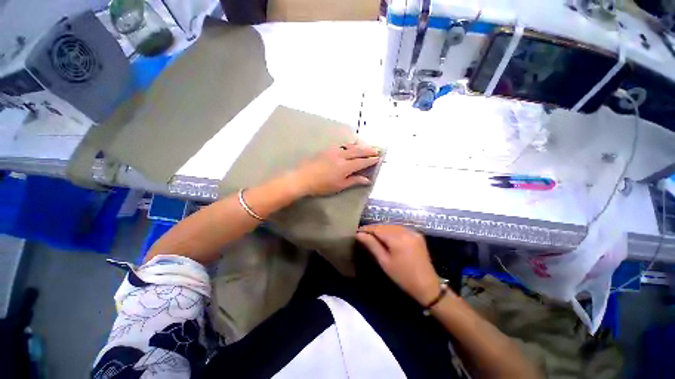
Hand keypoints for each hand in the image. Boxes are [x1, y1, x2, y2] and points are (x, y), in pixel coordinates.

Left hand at [291, 142, 379, 196]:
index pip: (362, 162)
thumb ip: (354, 181)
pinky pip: (342, 145)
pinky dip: (349, 145)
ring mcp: (334, 151)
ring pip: (350, 146)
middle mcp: (342, 156)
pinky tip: (351, 145)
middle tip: (377, 149)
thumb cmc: (322, 185)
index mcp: (346, 166)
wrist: (303, 178)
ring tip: (367, 146)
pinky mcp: (327, 150)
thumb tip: (367, 180)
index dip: (371, 160)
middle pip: (358, 152)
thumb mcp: (339, 186)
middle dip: (368, 150)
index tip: (378, 158)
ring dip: (360, 146)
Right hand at [356, 225, 443, 305]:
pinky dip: (392, 231)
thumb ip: (372, 245)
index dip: (367, 229)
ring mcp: (413, 232)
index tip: (357, 231)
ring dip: (382, 229)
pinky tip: (387, 237)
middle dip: (374, 229)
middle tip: (364, 235)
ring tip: (373, 235)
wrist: (427, 285)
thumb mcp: (384, 261)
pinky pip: (400, 228)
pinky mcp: (417, 235)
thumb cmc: (402, 276)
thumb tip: (359, 234)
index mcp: (397, 239)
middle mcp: (406, 231)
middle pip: (385, 226)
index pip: (378, 228)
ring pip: (392, 226)